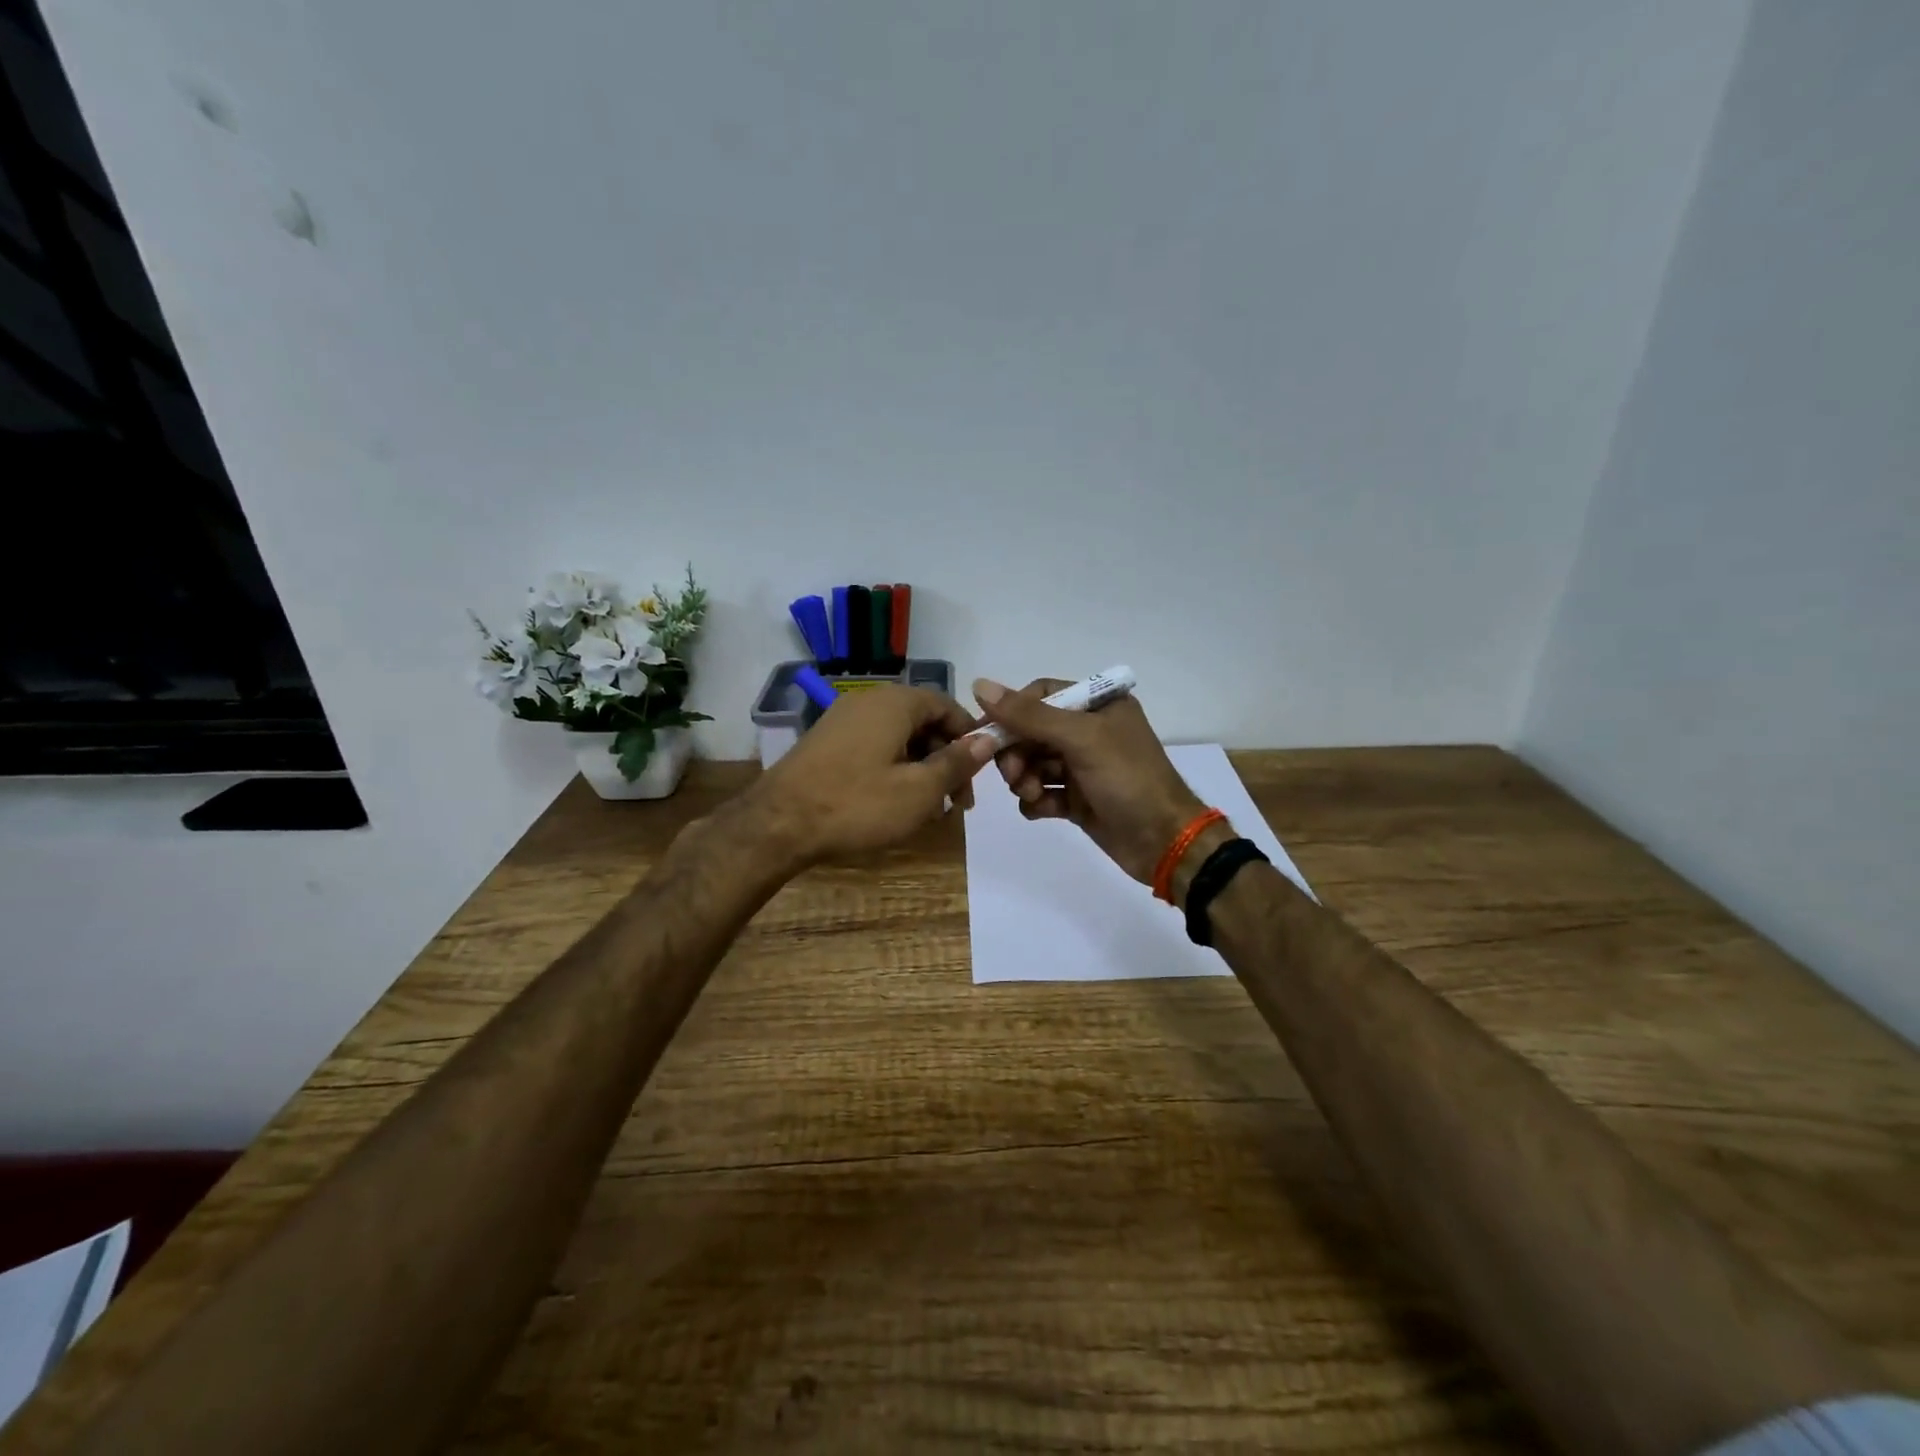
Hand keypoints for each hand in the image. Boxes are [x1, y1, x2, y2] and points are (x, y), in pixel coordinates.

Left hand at [746, 685, 997, 865]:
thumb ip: (956, 762)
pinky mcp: (826, 743)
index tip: (978, 776)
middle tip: (956, 803)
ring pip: (899, 738)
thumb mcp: (918, 790)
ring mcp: (843, 720)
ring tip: (929, 810)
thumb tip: (987, 740)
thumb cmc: (857, 804)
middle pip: (923, 722)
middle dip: (946, 760)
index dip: (969, 738)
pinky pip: (874, 747)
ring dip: (921, 769)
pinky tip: (895, 804)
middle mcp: (869, 701)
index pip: (948, 706)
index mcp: (896, 703)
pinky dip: (893, 770)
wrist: (777, 824)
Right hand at [974, 677, 1206, 883]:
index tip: (986, 733)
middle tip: (1013, 775)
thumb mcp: (1080, 739)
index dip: (1012, 712)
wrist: (1164, 842)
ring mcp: (1083, 767)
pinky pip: (1043, 792)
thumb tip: (979, 685)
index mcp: (1098, 705)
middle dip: (1017, 753)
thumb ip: (1030, 715)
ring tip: (1032, 795)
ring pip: (1034, 763)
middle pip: (1032, 731)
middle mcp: (1090, 731)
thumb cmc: (1128, 779)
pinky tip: (1041, 810)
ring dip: (1025, 779)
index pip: (1041, 695)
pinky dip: (1036, 801)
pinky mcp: (1078, 799)